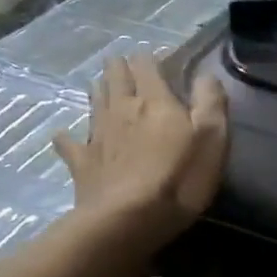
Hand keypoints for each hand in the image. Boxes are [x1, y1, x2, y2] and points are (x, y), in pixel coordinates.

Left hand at [53, 52, 227, 248]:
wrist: (128, 220)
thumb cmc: (179, 177)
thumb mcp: (212, 137)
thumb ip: (210, 101)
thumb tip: (206, 75)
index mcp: (155, 100)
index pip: (147, 66)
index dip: (149, 58)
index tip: (154, 57)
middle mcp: (122, 109)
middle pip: (116, 78)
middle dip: (118, 67)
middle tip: (121, 62)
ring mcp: (98, 135)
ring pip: (95, 102)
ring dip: (98, 90)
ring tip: (99, 84)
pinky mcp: (82, 163)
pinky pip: (69, 144)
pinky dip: (67, 137)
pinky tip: (64, 134)